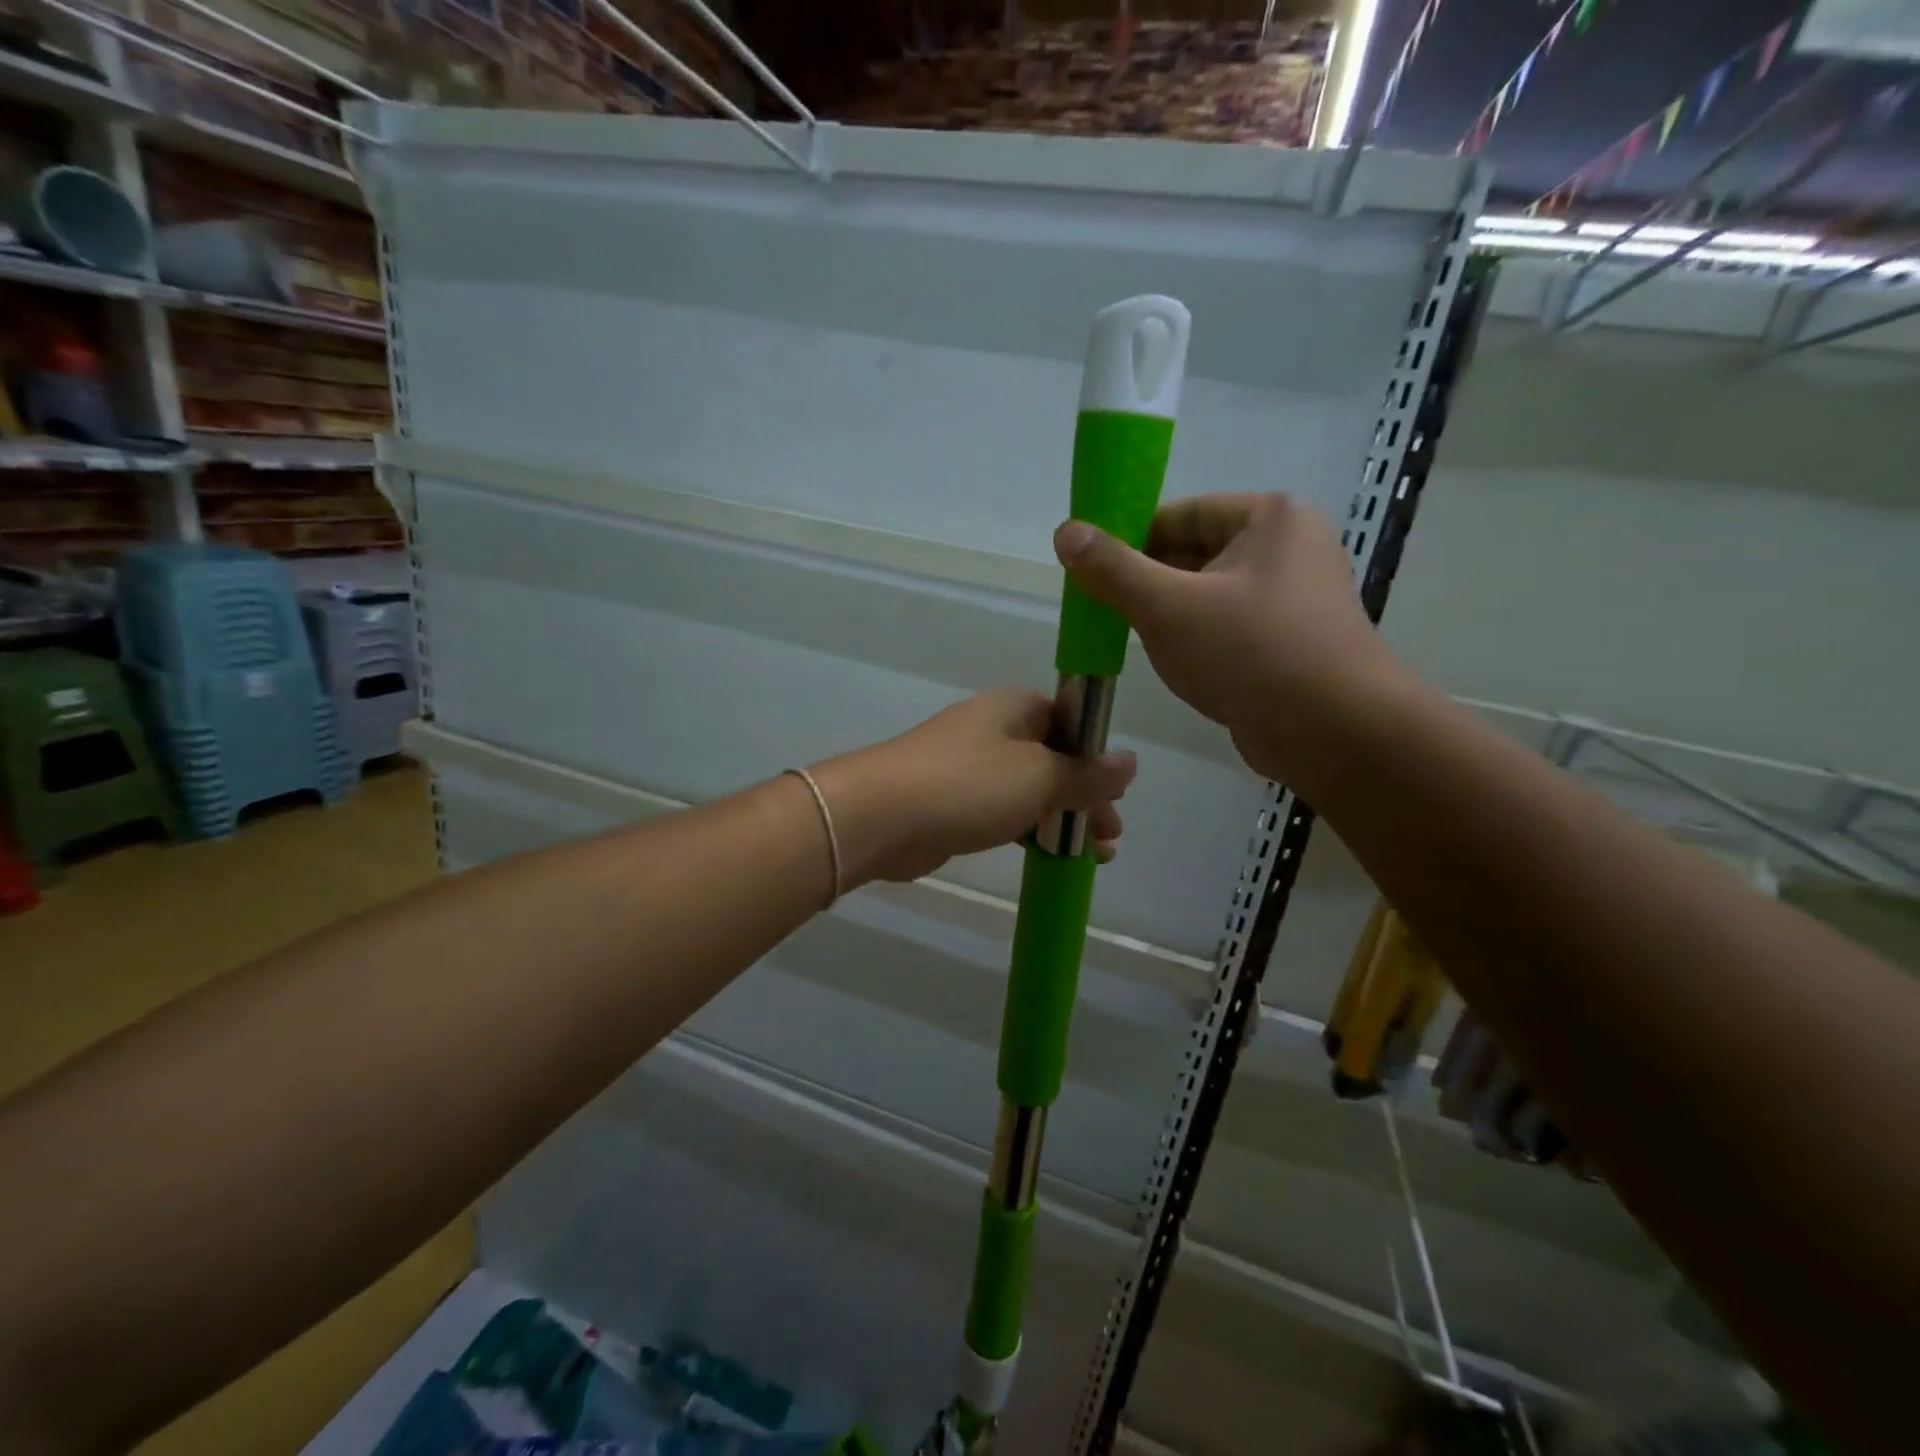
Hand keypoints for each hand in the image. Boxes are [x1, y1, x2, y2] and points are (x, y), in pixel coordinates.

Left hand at [812, 689, 1136, 887]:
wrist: (880, 817)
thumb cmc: (968, 785)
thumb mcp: (1039, 777)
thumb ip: (1087, 774)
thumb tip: (1130, 761)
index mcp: (1015, 709)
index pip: (1070, 722)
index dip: (1097, 757)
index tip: (1117, 794)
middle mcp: (993, 731)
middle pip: (1053, 759)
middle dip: (1085, 797)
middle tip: (1109, 836)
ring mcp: (969, 768)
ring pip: (1029, 790)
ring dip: (1061, 819)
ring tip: (1093, 856)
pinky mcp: (952, 804)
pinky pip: (1003, 813)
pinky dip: (1029, 831)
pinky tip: (1048, 856)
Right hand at [1053, 493, 1407, 782]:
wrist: (1335, 732)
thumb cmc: (1249, 653)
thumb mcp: (1167, 607)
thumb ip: (1113, 569)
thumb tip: (1066, 531)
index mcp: (1269, 518)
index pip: (1180, 514)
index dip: (1129, 538)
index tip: (1091, 571)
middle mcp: (1289, 547)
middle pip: (1195, 552)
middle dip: (1147, 582)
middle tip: (1104, 610)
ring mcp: (1296, 597)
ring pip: (1210, 594)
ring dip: (1169, 615)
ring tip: (1130, 639)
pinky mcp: (1293, 641)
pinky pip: (1230, 627)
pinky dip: (1198, 639)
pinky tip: (1173, 664)